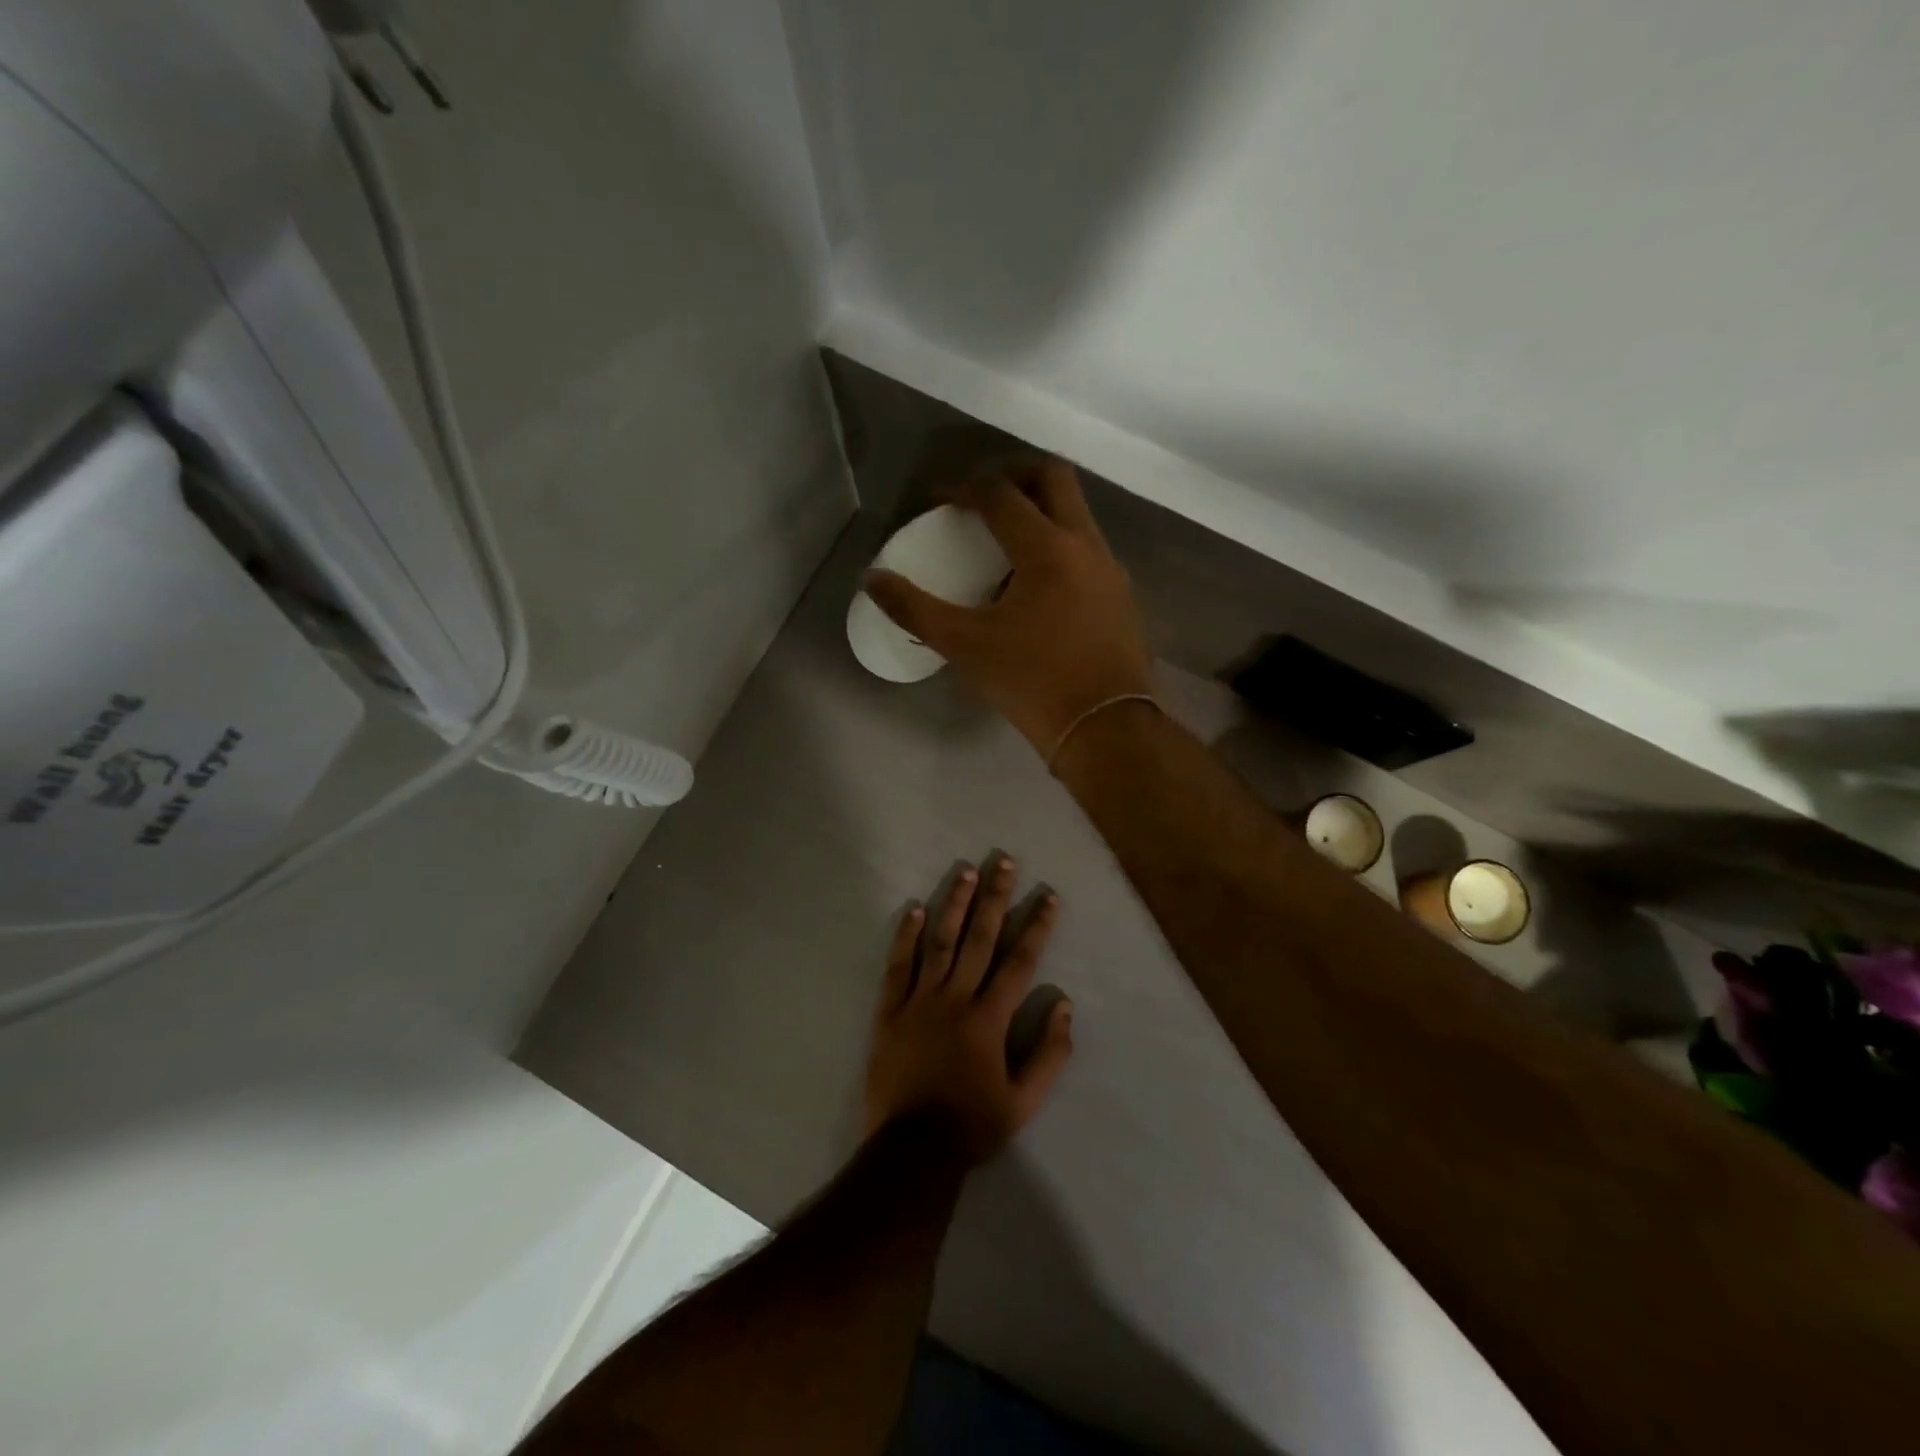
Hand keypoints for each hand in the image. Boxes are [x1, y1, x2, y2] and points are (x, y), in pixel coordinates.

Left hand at [863, 855, 1074, 1162]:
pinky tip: (914, 908)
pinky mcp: (890, 1011)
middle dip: (996, 898)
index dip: (1037, 927)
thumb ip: (1050, 1054)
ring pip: (939, 942)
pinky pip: (898, 966)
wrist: (912, 1151)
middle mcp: (956, 999)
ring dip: (955, 905)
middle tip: (1004, 861)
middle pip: (980, 939)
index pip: (1019, 962)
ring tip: (966, 872)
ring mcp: (919, 1001)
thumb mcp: (1024, 1102)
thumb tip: (1065, 1005)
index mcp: (989, 1019)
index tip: (1048, 896)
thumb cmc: (972, 1125)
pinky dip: (906, 936)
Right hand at [864, 458, 1155, 755]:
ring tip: (1004, 543)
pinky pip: (1087, 547)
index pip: (1000, 493)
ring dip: (1040, 510)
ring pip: (1076, 513)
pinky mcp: (1121, 595)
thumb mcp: (966, 647)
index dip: (963, 487)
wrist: (1106, 728)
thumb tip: (872, 580)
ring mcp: (1110, 568)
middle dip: (1012, 475)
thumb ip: (915, 610)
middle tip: (979, 498)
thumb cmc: (1033, 683)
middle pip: (1053, 477)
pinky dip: (1058, 544)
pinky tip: (1036, 586)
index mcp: (1046, 549)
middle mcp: (1085, 544)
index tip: (938, 500)